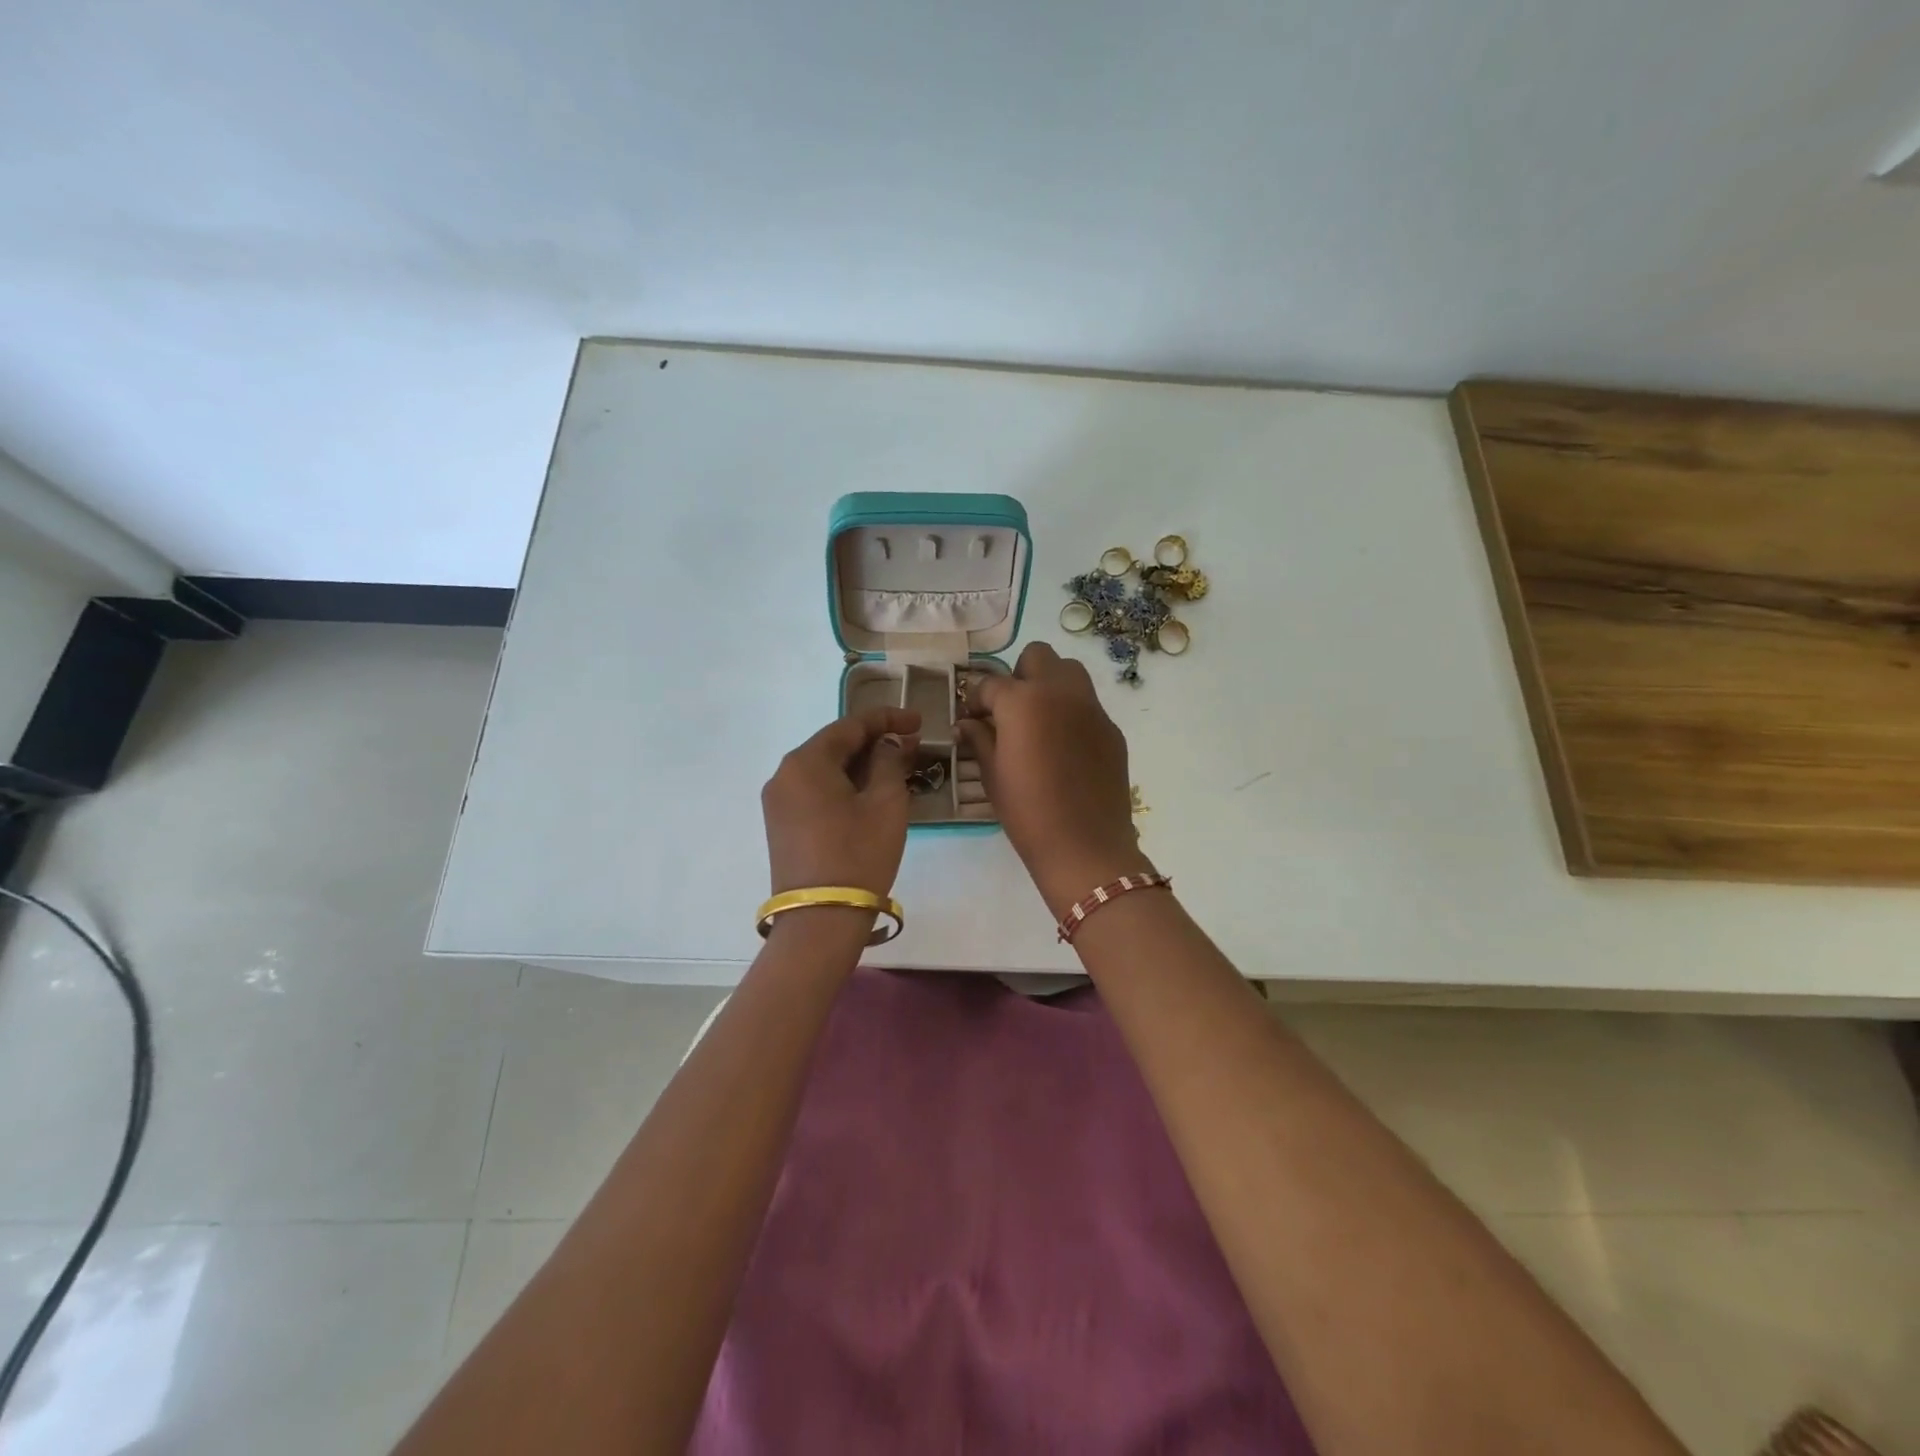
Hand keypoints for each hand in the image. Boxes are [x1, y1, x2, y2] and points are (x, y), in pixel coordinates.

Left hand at [762, 707, 920, 898]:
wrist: (821, 919)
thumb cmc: (859, 854)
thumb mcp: (886, 803)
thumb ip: (890, 762)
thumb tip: (890, 744)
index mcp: (806, 761)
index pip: (851, 725)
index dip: (888, 719)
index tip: (919, 722)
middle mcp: (784, 774)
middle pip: (834, 745)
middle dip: (874, 743)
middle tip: (912, 748)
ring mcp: (778, 802)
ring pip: (825, 769)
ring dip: (860, 766)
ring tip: (896, 771)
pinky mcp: (781, 825)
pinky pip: (816, 791)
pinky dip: (844, 786)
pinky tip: (870, 795)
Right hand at [959, 643, 1152, 916]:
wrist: (1086, 846)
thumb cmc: (1028, 813)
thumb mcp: (993, 775)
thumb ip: (979, 739)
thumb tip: (967, 723)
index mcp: (1023, 702)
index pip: (990, 684)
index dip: (975, 700)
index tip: (971, 718)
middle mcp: (1060, 692)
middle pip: (1037, 656)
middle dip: (1018, 675)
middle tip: (1009, 710)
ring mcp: (1091, 708)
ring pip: (1069, 671)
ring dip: (1049, 684)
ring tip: (1038, 720)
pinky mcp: (1111, 728)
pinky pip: (1088, 704)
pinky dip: (1071, 712)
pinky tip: (1064, 747)